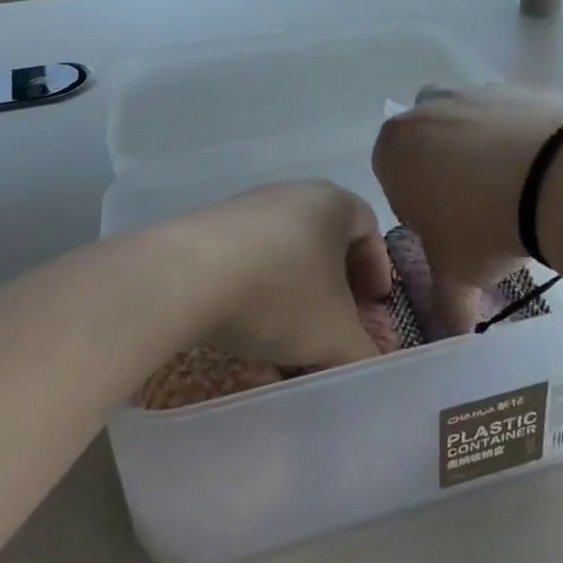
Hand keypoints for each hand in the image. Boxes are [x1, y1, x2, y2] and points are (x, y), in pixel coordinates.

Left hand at [200, 181, 390, 369]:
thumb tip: (371, 369)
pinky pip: (249, 258)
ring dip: (295, 293)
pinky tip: (248, 326)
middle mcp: (293, 194)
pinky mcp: (209, 228)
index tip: (374, 305)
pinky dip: (258, 290)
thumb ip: (363, 354)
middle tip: (336, 325)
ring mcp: (247, 208)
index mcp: (332, 202)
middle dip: (336, 287)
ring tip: (289, 338)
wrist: (185, 276)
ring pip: (287, 251)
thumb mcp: (334, 335)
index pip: (368, 226)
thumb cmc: (280, 293)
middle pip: (326, 240)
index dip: (377, 268)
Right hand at [373, 83, 562, 333]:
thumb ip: (445, 300)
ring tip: (518, 190)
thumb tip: (451, 328)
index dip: (418, 209)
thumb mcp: (457, 273)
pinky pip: (512, 116)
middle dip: (446, 173)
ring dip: (483, 151)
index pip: (394, 178)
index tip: (448, 231)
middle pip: (430, 146)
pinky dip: (521, 138)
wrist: (558, 178)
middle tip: (480, 211)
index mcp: (394, 148)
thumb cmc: (483, 226)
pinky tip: (544, 170)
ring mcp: (475, 91)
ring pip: (470, 124)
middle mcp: (427, 109)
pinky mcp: (519, 87)